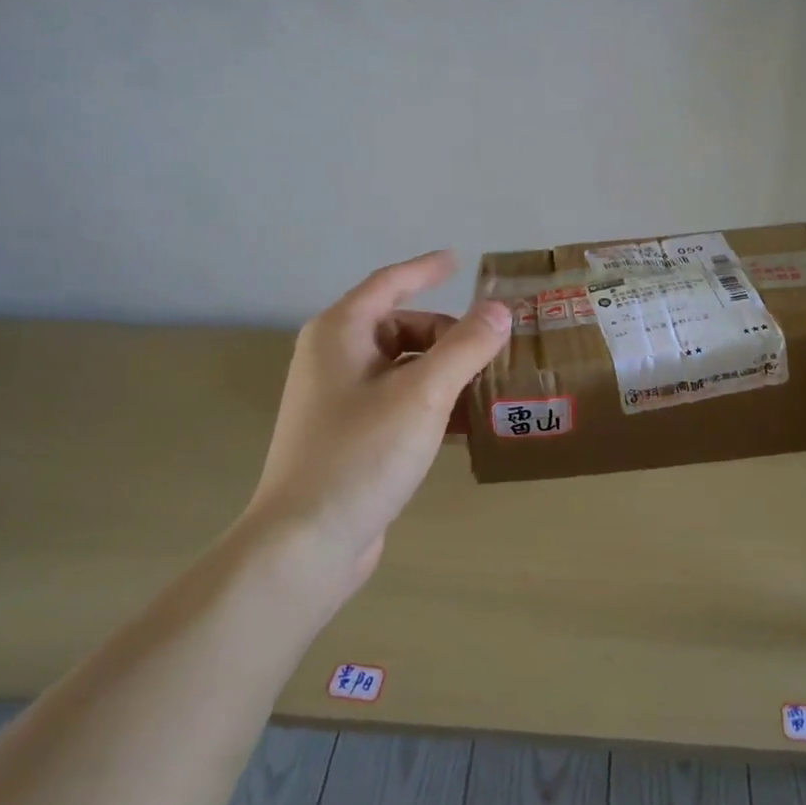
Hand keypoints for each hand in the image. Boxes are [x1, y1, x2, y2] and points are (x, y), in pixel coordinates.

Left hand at [249, 251, 510, 593]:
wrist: (305, 543)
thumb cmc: (361, 454)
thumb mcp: (423, 394)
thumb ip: (466, 346)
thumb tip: (500, 311)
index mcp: (341, 333)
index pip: (390, 283)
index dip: (426, 269)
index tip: (459, 261)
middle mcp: (334, 358)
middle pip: (401, 327)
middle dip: (449, 334)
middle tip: (492, 352)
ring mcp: (339, 399)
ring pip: (404, 367)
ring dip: (445, 372)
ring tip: (489, 386)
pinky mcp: (349, 436)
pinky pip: (399, 402)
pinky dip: (431, 403)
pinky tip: (465, 425)